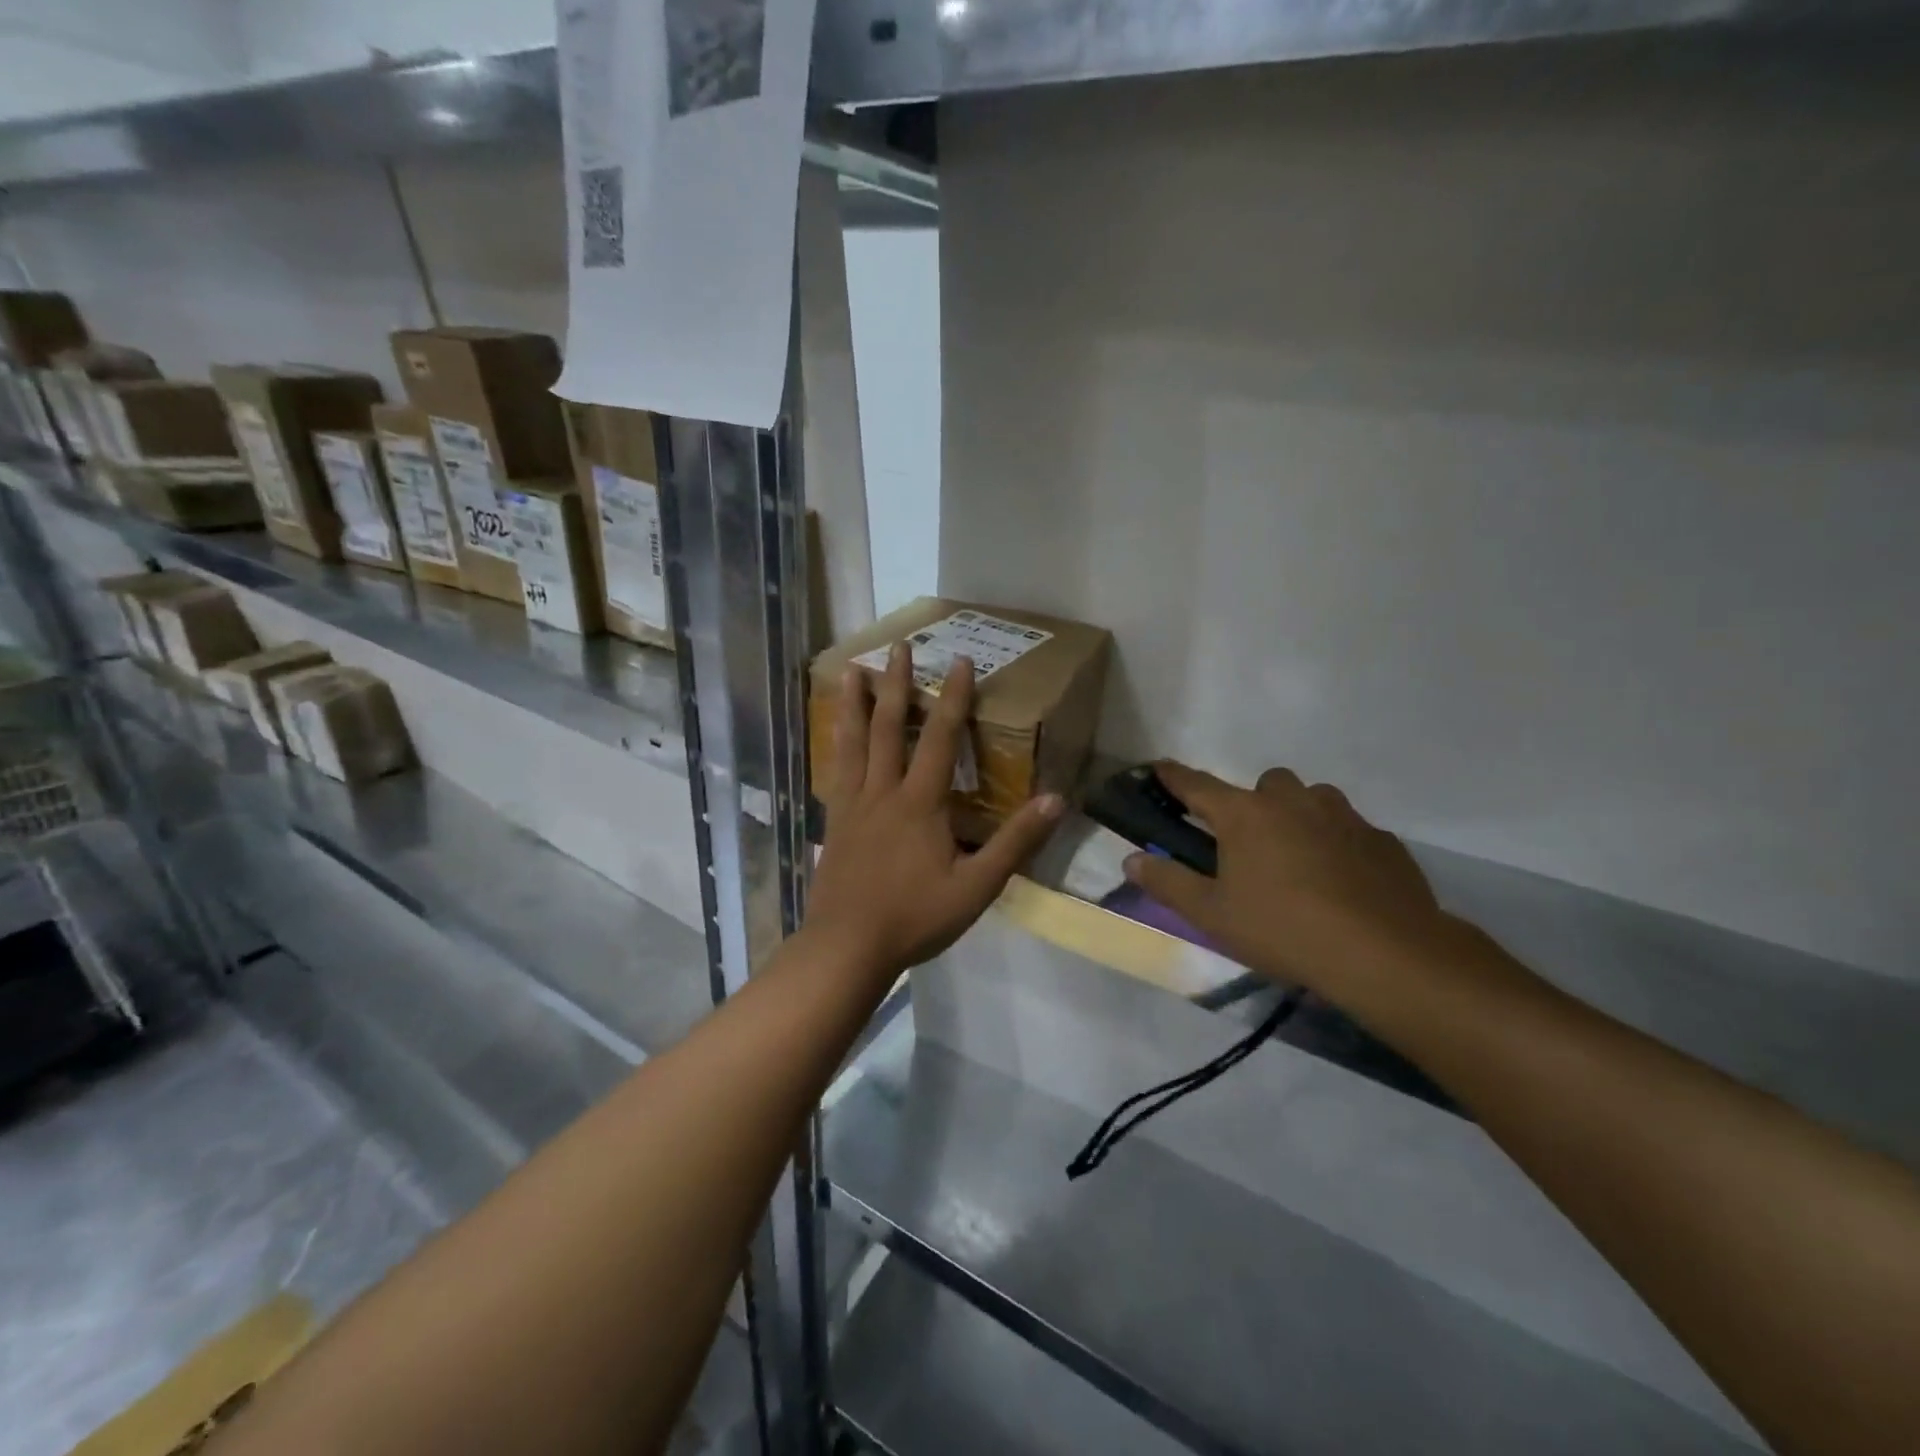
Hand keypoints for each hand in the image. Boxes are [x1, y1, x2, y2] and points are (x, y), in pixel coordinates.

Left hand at [804, 642, 1065, 980]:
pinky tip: (834, 737)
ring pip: (853, 743)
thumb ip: (1015, 842)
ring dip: (854, 704)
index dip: (954, 698)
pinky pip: (836, 771)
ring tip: (852, 671)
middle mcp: (883, 792)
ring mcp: (852, 805)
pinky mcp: (834, 823)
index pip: (941, 738)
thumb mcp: (977, 886)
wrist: (847, 947)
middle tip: (899, 647)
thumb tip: (1055, 800)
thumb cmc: (915, 917)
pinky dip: (836, 744)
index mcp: (920, 803)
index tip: (961, 661)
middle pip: (888, 727)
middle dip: (897, 684)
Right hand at [1124, 761, 1454, 996]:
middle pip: (1264, 784)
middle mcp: (1292, 801)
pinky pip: (1349, 829)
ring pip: (1311, 799)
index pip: (1196, 785)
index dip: (1173, 777)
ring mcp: (1342, 815)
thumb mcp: (1212, 915)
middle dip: (1252, 804)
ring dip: (1298, 817)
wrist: (1385, 953)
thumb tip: (1131, 860)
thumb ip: (1168, 883)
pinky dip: (1337, 843)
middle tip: (1249, 846)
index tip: (1158, 768)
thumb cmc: (1283, 929)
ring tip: (1297, 861)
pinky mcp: (1381, 838)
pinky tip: (1340, 881)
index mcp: (1245, 815)